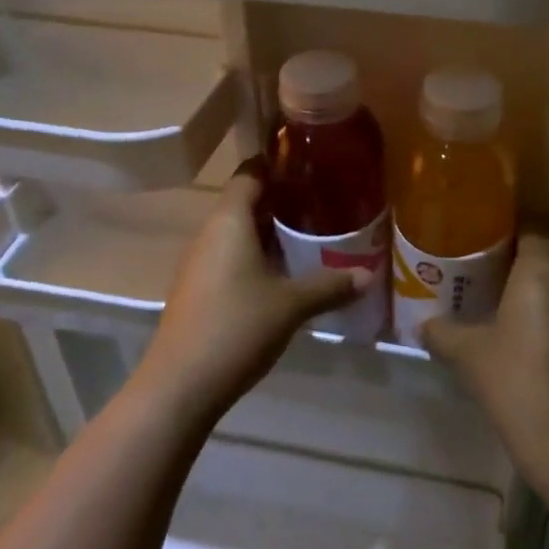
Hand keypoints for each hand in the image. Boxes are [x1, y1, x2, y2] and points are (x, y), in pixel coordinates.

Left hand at [135, 174, 360, 423]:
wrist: (180, 385)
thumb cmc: (237, 327)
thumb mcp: (292, 305)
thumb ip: (331, 285)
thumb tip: (368, 275)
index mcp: (229, 221)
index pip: (250, 173)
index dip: (277, 163)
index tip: (309, 163)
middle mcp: (209, 233)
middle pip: (244, 201)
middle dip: (281, 199)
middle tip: (321, 199)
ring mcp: (199, 262)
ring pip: (236, 231)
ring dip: (268, 230)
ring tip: (309, 233)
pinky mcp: (197, 289)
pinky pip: (229, 255)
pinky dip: (255, 254)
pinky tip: (282, 271)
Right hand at [422, 234, 548, 490]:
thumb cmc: (513, 380)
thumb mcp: (467, 353)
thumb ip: (442, 331)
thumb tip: (423, 324)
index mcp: (542, 269)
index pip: (530, 231)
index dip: (507, 236)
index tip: (484, 247)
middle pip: (546, 260)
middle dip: (521, 270)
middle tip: (488, 285)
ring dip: (541, 297)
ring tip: (509, 316)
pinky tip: (535, 345)